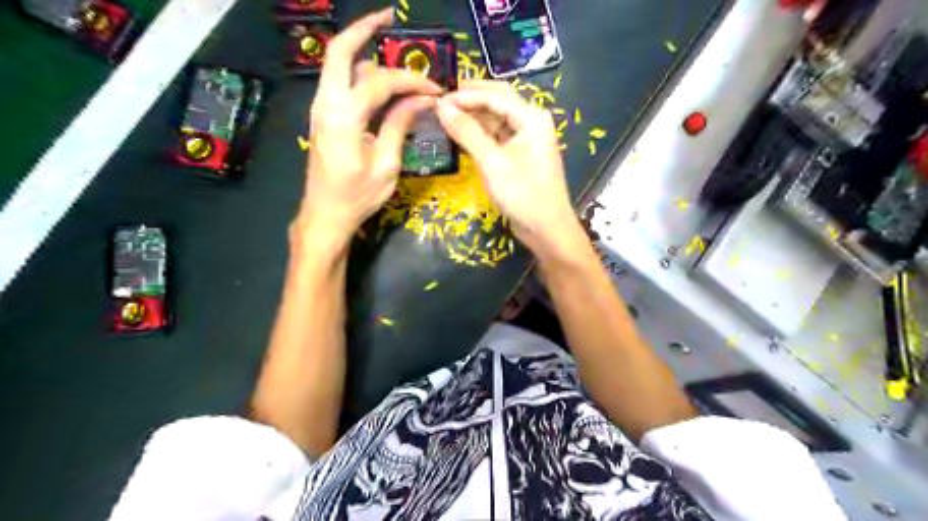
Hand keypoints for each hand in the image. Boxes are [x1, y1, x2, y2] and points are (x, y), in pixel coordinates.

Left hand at [296, 8, 442, 247]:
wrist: (325, 215)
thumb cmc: (357, 196)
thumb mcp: (387, 164)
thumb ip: (400, 125)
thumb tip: (421, 99)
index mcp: (344, 117)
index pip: (381, 82)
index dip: (411, 80)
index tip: (435, 88)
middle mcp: (326, 103)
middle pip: (340, 50)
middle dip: (364, 28)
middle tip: (389, 17)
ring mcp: (320, 108)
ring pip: (339, 66)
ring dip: (365, 55)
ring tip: (396, 60)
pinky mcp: (323, 117)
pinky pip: (340, 84)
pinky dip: (360, 75)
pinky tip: (382, 85)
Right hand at [437, 82, 577, 256]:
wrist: (546, 229)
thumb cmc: (522, 194)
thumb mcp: (492, 162)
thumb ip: (467, 132)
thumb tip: (442, 107)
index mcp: (531, 117)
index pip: (494, 95)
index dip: (465, 95)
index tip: (437, 99)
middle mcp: (531, 121)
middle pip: (497, 101)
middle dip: (470, 99)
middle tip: (440, 101)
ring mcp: (527, 139)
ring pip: (496, 119)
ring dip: (473, 117)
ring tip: (446, 117)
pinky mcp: (520, 155)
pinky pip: (497, 136)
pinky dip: (480, 134)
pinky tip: (461, 135)